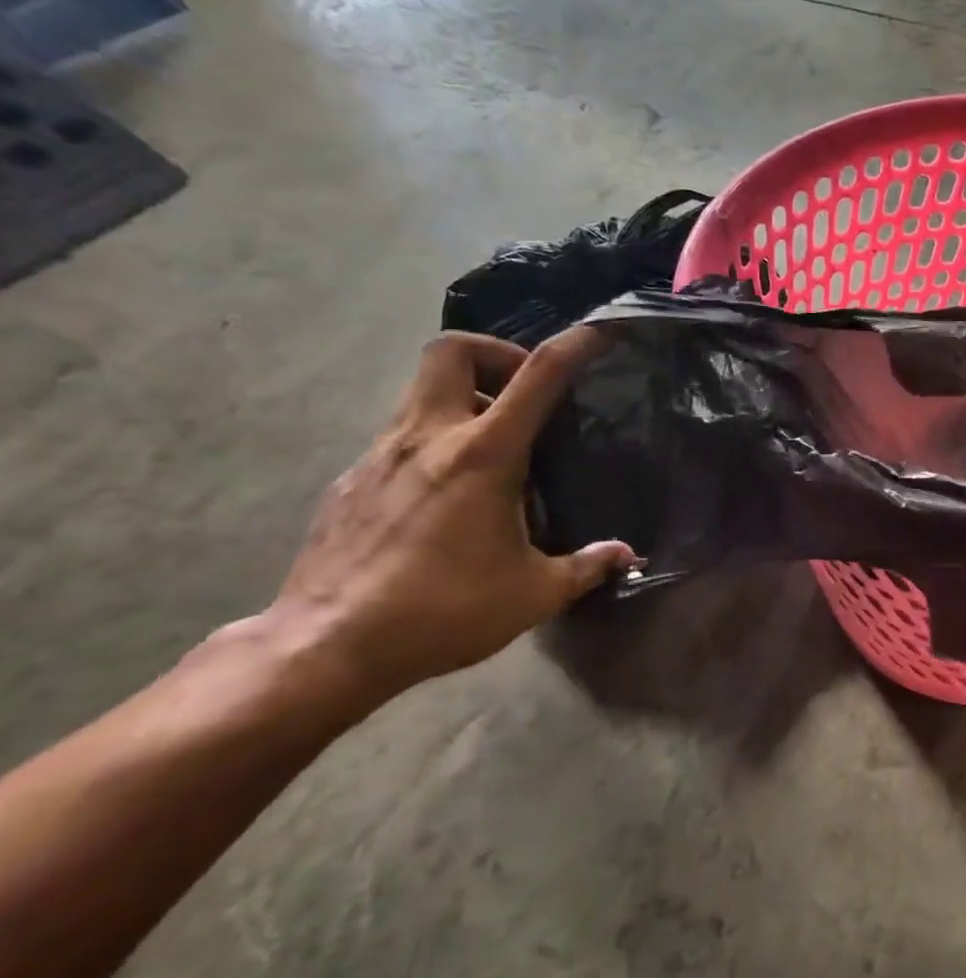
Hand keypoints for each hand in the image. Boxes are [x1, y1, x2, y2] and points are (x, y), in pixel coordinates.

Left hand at [263, 329, 634, 704]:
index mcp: (483, 455)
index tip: (601, 330)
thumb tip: (628, 557)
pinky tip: (450, 492)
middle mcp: (428, 438)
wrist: (325, 647)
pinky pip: (401, 435)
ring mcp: (380, 455)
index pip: (537, 376)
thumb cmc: (443, 611)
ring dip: (465, 398)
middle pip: (452, 350)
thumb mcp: (534, 593)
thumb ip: (587, 566)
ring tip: (497, 448)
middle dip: (496, 355)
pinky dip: (435, 440)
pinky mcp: (352, 480)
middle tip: (525, 395)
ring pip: (421, 390)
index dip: (574, 344)